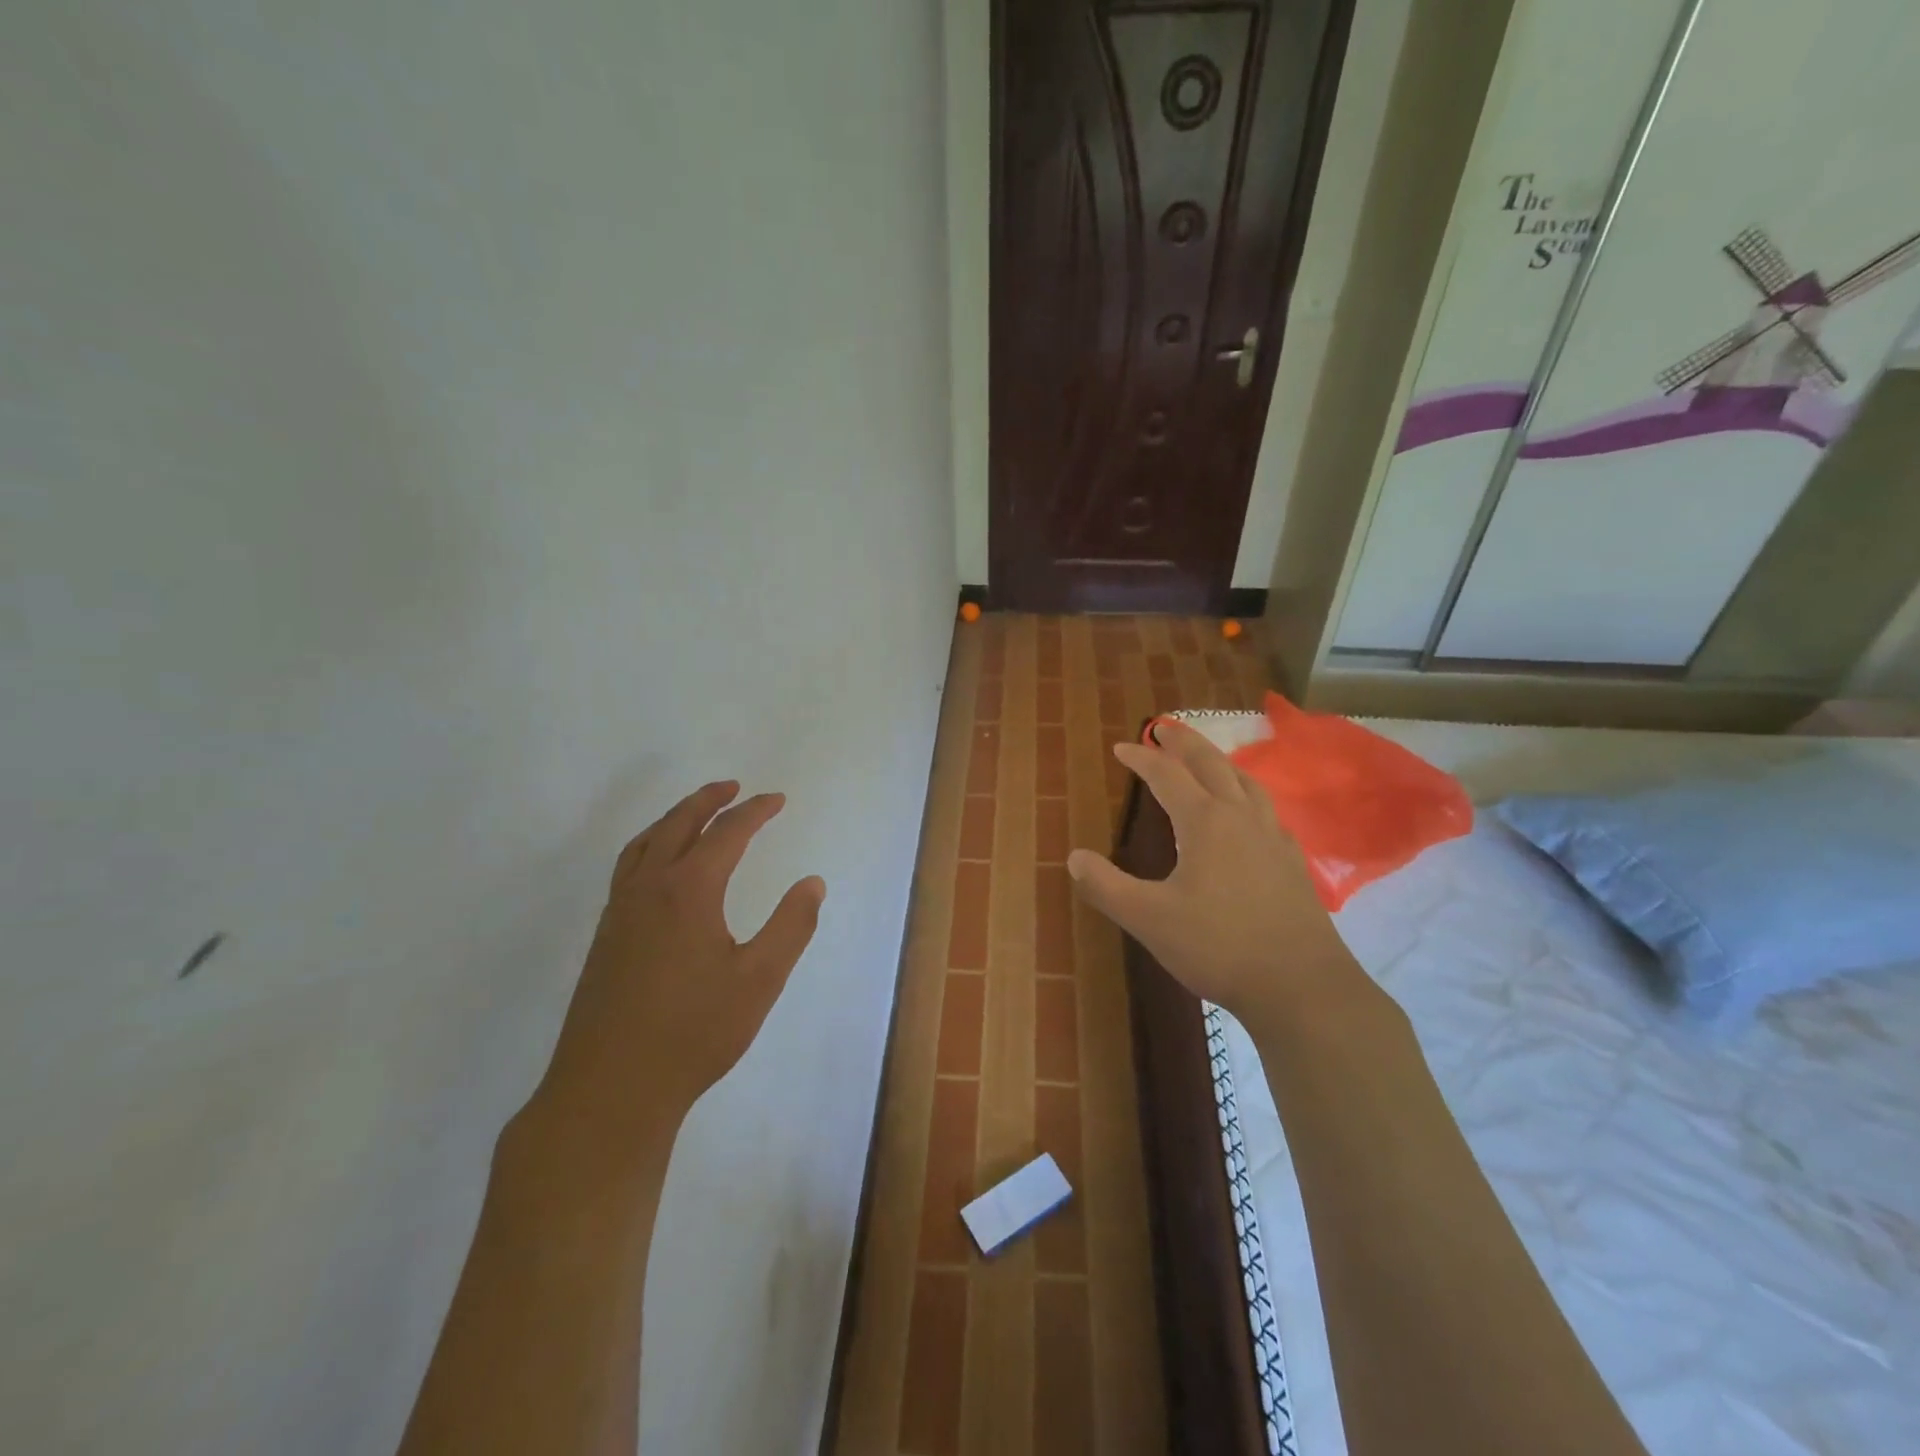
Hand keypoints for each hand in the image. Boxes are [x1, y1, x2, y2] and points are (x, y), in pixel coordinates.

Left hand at [529, 781, 825, 1157]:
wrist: (610, 1088)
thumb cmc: (694, 1032)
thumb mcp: (760, 979)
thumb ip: (791, 926)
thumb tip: (812, 882)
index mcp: (689, 890)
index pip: (727, 833)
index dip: (755, 812)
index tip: (777, 799)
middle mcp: (649, 889)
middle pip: (678, 825)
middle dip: (708, 800)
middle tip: (733, 786)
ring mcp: (620, 912)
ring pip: (645, 844)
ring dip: (674, 818)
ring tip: (695, 812)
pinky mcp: (605, 937)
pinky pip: (628, 868)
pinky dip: (650, 846)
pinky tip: (660, 869)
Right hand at [1067, 720, 1358, 1025]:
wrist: (1300, 985)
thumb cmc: (1218, 946)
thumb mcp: (1148, 919)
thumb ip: (1107, 886)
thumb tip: (1074, 857)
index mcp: (1205, 822)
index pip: (1167, 776)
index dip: (1142, 758)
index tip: (1122, 747)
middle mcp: (1241, 818)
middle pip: (1211, 765)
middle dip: (1185, 742)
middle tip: (1166, 727)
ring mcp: (1273, 838)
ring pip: (1246, 782)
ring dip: (1221, 762)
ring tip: (1207, 760)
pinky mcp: (1292, 862)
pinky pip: (1266, 809)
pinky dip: (1247, 794)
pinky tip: (1247, 814)